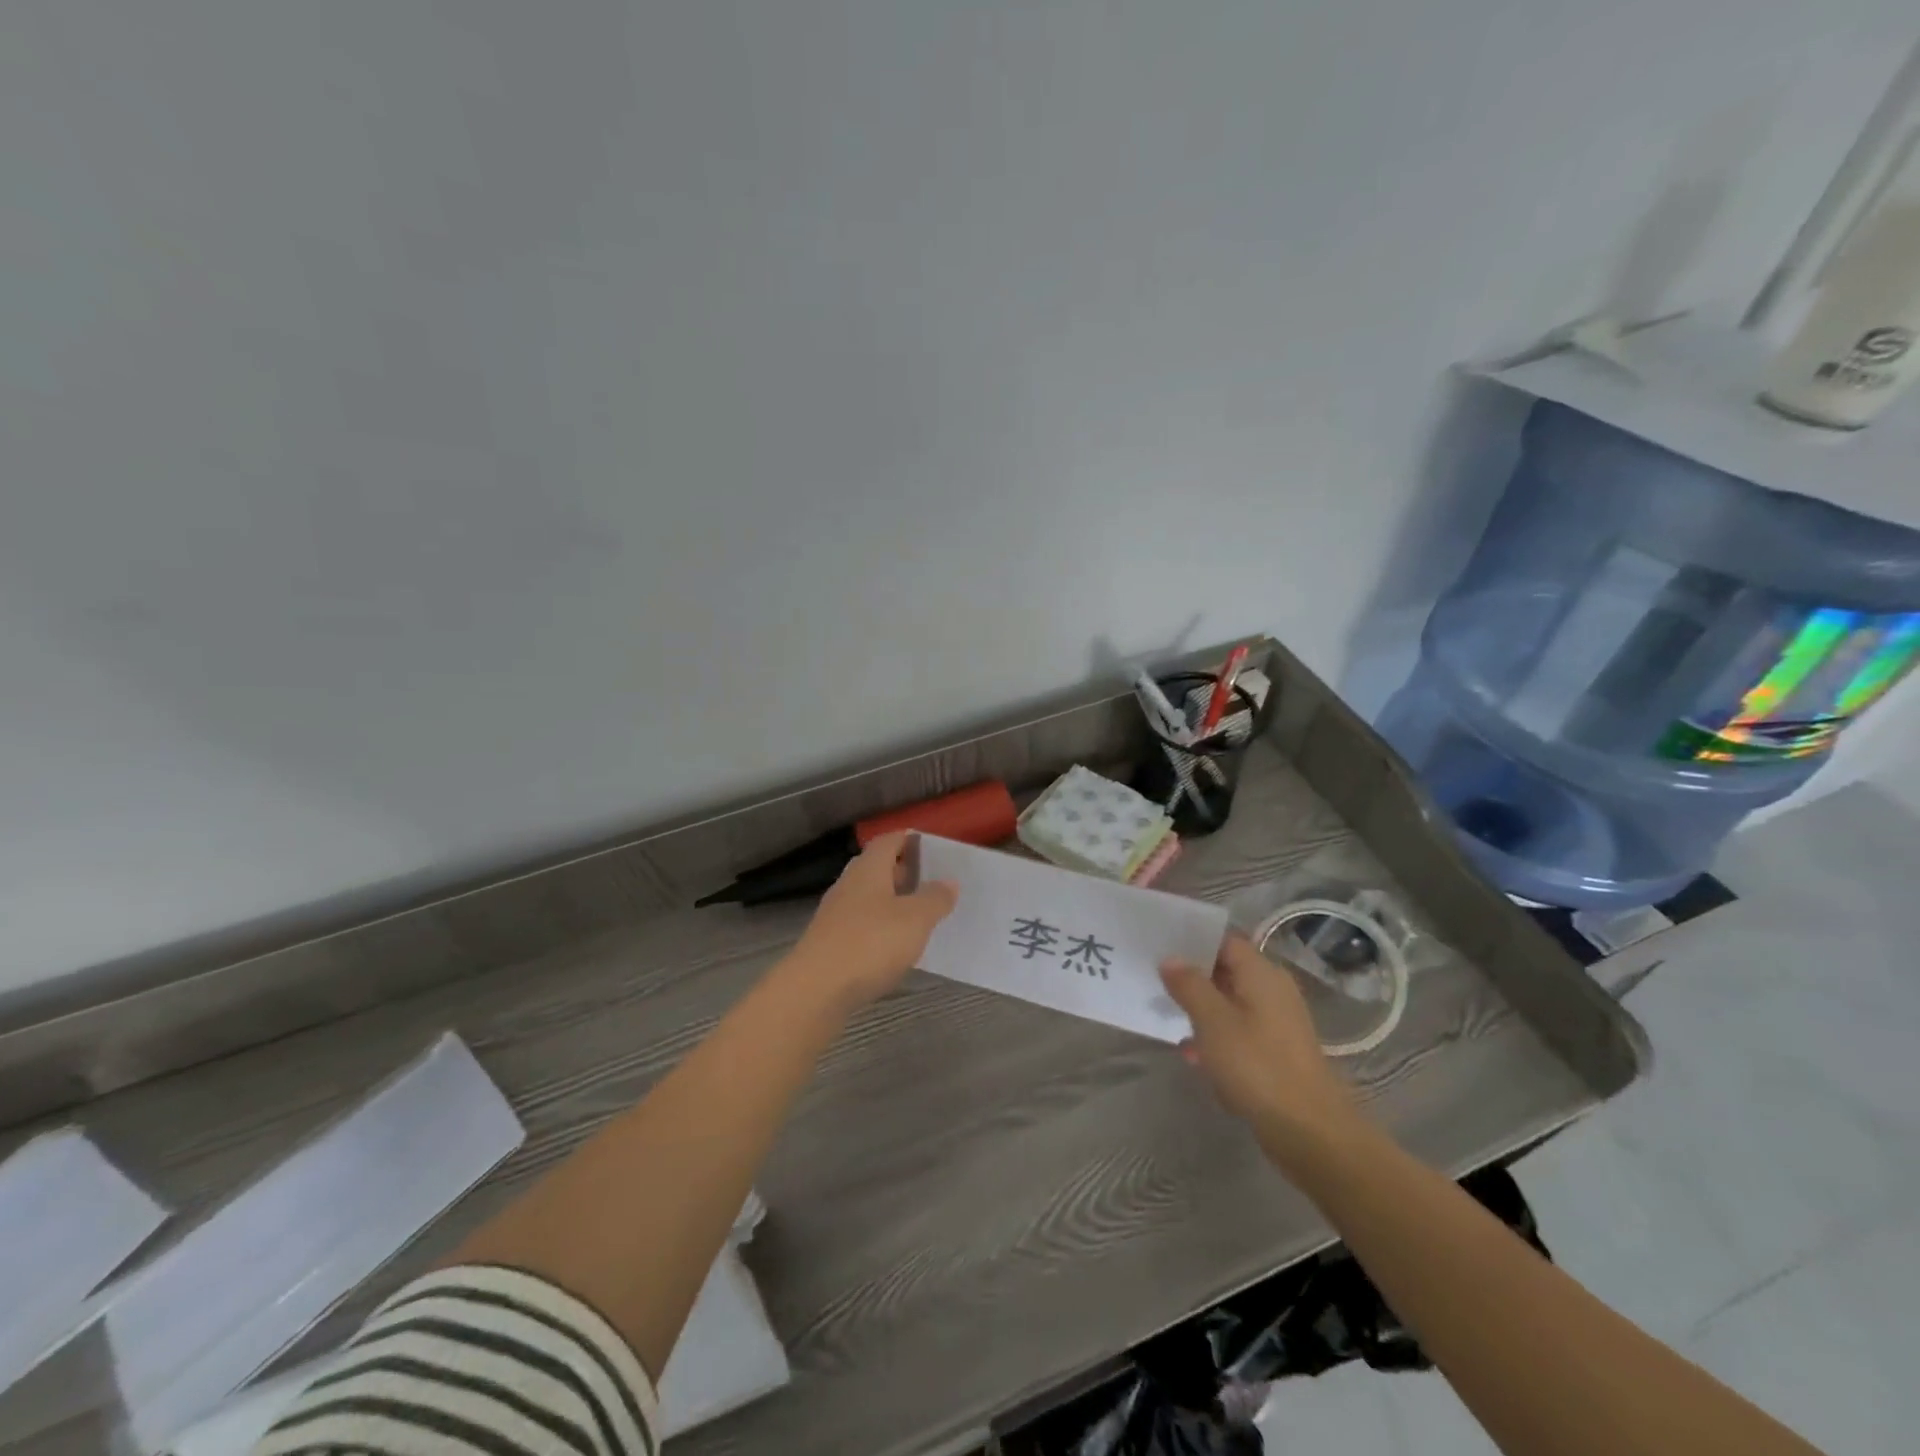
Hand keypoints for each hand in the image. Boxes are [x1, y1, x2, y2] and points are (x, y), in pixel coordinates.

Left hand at [783, 831, 957, 1014]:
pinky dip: (882, 928)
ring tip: (923, 915)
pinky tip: (897, 945)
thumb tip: (949, 881)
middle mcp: (849, 884)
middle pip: (878, 868)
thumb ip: (935, 898)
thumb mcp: (915, 919)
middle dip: (905, 872)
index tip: (935, 849)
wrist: (815, 990)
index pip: (889, 840)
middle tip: (934, 882)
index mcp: (869, 868)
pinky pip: (862, 924)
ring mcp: (837, 914)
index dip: (910, 840)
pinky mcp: (831, 942)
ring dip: (894, 902)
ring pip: (870, 898)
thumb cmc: (870, 943)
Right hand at [1160, 934, 1361, 1165]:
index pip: (1224, 940)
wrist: (1309, 1131)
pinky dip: (1217, 1037)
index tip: (1160, 944)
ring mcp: (1277, 1022)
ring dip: (1202, 1010)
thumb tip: (1171, 959)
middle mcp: (1273, 990)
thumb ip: (1189, 985)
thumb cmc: (1257, 1066)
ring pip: (1230, 1003)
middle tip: (1156, 980)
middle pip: (1226, 970)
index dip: (1192, 939)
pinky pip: (1239, 1031)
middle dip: (1192, 977)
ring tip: (1169, 1018)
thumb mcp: (1212, 1021)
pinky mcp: (1276, 1051)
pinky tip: (1194, 1056)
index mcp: (1262, 973)